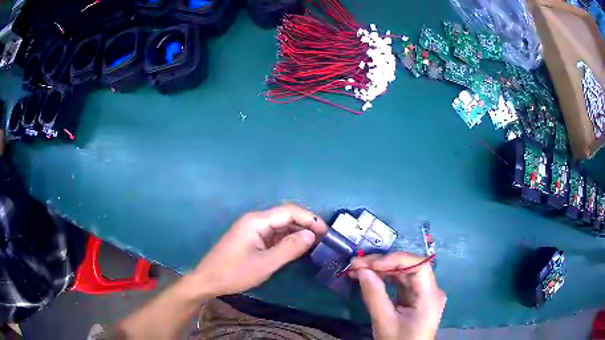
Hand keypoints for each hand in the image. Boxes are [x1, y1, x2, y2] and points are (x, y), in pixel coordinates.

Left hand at [192, 204, 327, 297]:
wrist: (208, 280)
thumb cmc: (234, 272)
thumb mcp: (265, 264)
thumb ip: (289, 248)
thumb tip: (311, 235)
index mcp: (257, 221)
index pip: (289, 211)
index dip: (309, 218)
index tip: (326, 231)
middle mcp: (255, 220)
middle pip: (285, 216)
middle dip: (305, 225)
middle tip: (324, 239)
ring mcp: (252, 230)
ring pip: (280, 226)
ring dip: (297, 233)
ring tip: (315, 244)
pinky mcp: (251, 239)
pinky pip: (273, 235)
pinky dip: (287, 240)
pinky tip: (297, 248)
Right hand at [349, 253, 445, 339]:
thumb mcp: (384, 322)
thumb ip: (374, 295)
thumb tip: (361, 271)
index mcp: (430, 296)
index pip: (418, 265)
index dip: (394, 259)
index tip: (369, 264)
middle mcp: (431, 290)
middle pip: (409, 267)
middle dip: (382, 264)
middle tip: (356, 264)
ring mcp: (423, 294)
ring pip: (404, 274)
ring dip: (381, 270)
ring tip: (357, 269)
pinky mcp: (415, 299)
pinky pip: (401, 284)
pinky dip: (384, 280)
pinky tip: (369, 278)